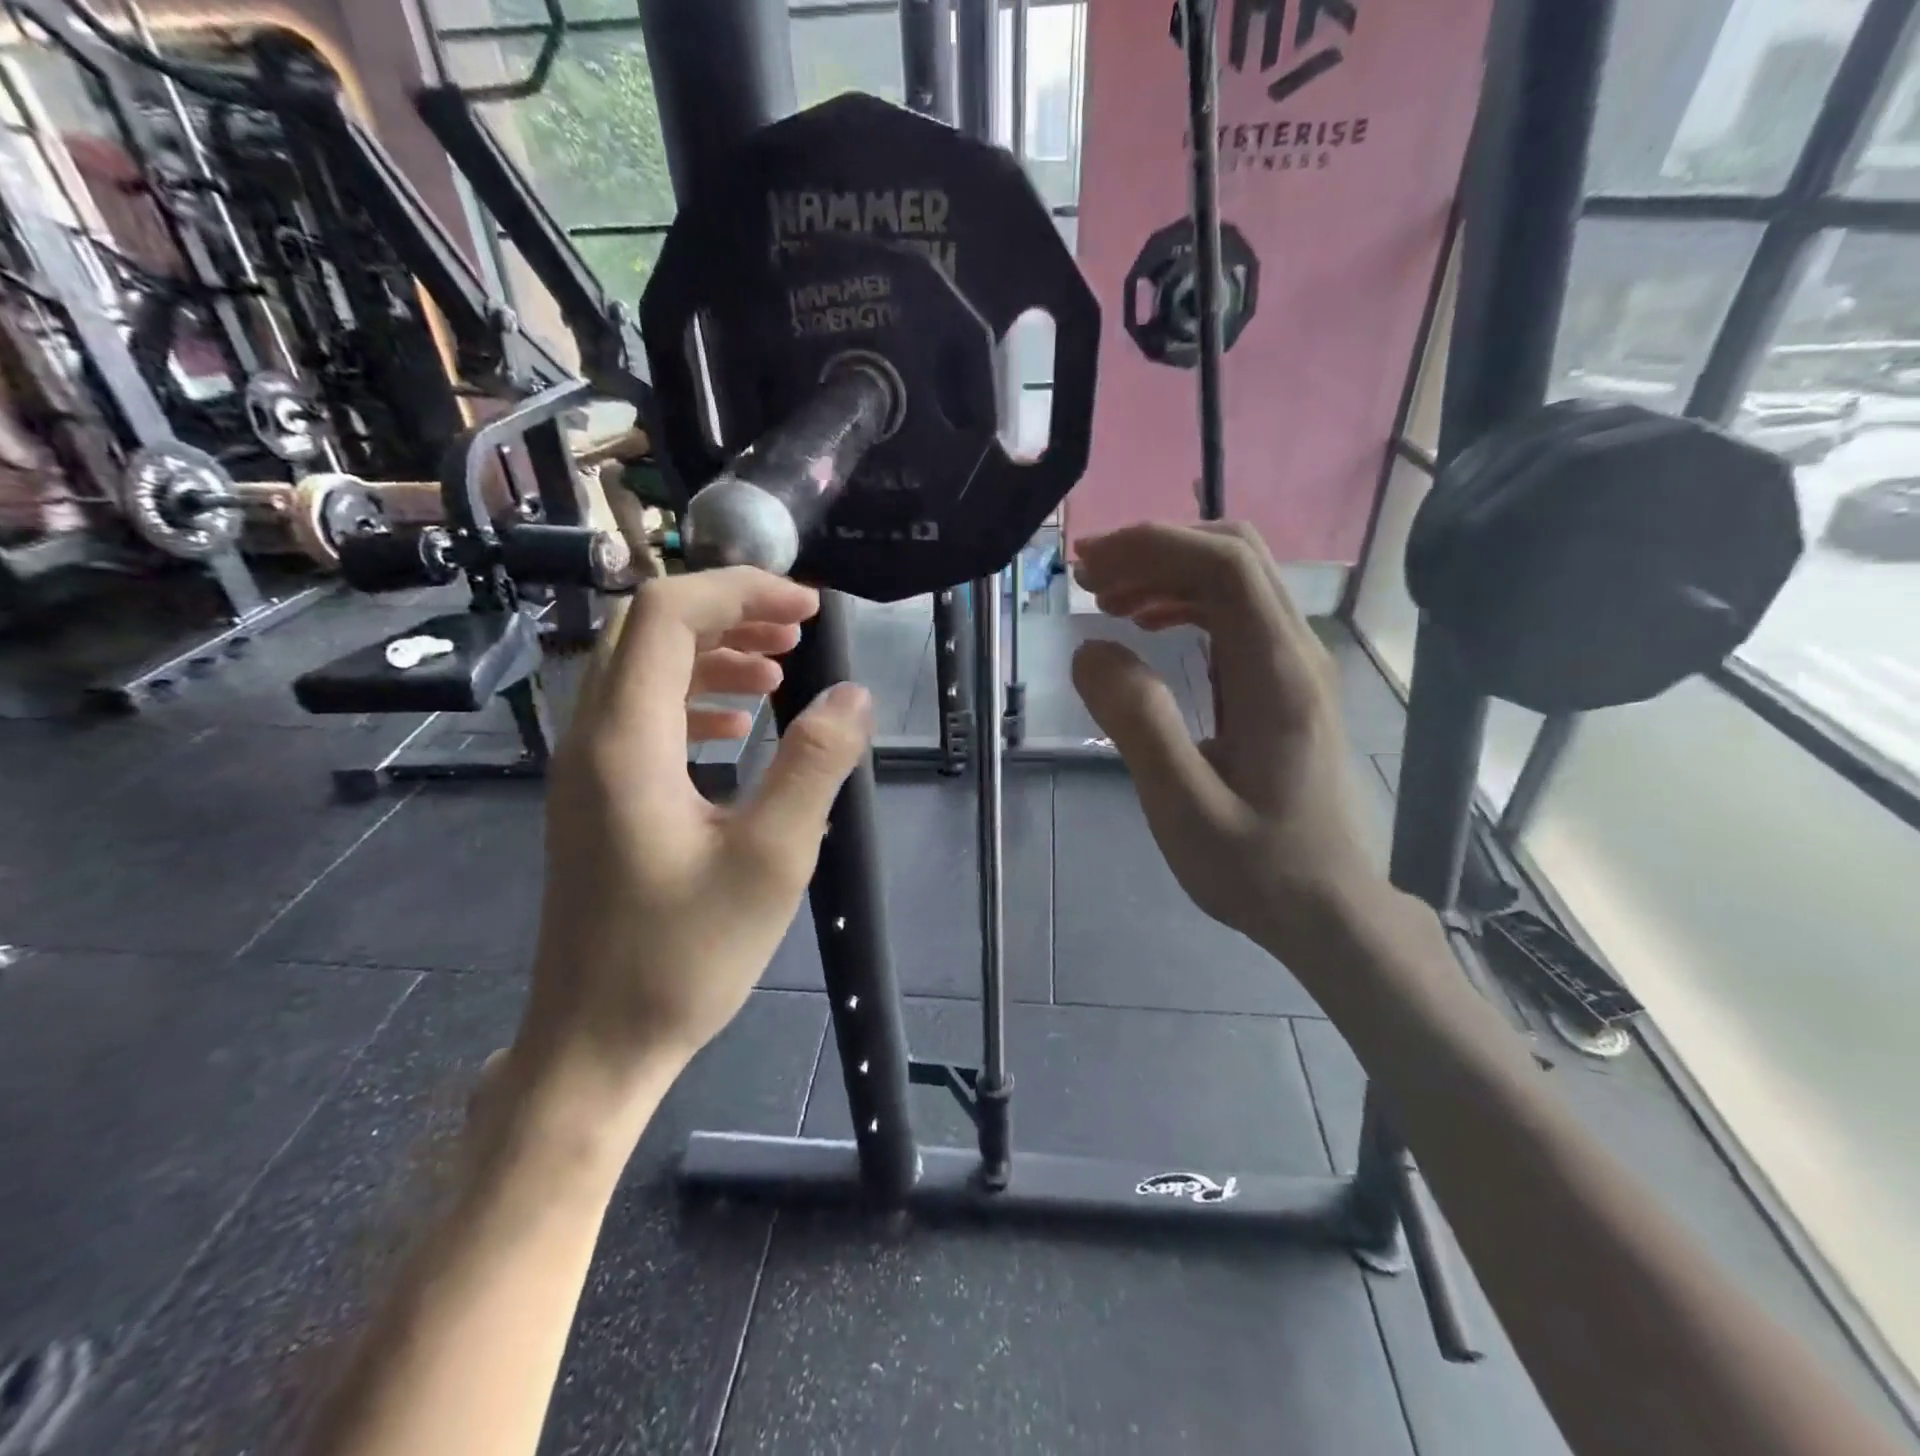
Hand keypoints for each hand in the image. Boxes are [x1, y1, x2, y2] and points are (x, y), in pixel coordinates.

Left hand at [512, 568, 872, 1122]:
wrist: (597, 1043)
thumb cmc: (684, 956)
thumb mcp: (772, 859)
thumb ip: (814, 765)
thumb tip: (854, 695)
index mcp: (626, 740)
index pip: (669, 613)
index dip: (742, 591)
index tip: (810, 608)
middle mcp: (592, 738)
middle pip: (648, 630)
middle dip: (728, 612)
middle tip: (799, 630)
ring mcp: (587, 769)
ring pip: (643, 669)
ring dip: (712, 652)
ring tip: (780, 667)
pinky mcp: (597, 798)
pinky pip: (641, 715)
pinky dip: (693, 697)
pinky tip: (736, 724)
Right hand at [1070, 522, 1386, 973]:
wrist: (1327, 907)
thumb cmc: (1257, 867)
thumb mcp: (1184, 808)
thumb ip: (1139, 724)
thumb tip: (1092, 650)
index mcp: (1277, 676)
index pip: (1225, 567)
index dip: (1153, 546)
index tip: (1090, 564)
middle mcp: (1295, 654)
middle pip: (1235, 555)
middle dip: (1156, 549)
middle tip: (1089, 577)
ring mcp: (1295, 665)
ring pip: (1235, 579)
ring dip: (1167, 572)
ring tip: (1106, 599)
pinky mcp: (1284, 682)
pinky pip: (1235, 613)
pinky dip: (1184, 601)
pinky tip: (1146, 626)